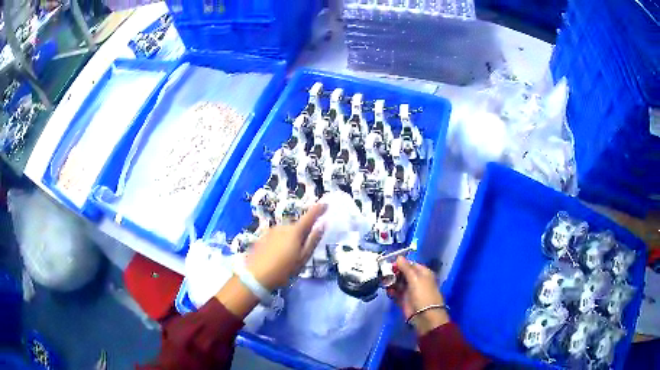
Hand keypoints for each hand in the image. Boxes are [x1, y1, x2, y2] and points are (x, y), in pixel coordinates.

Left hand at [245, 204, 326, 290]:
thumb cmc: (283, 269)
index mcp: (295, 231)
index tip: (326, 204)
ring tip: (289, 257)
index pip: (310, 216)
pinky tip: (277, 256)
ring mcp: (271, 231)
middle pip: (297, 227)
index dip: (319, 209)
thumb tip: (323, 225)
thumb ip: (313, 241)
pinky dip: (281, 242)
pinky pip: (277, 237)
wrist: (255, 276)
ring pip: (286, 232)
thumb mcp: (303, 258)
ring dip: (290, 239)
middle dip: (302, 234)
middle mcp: (283, 226)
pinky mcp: (262, 237)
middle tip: (303, 251)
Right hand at [387, 256, 448, 335]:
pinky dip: (391, 291)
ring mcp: (409, 290)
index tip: (389, 263)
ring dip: (391, 282)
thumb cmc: (423, 294)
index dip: (400, 263)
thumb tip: (398, 256)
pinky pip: (395, 292)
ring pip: (398, 282)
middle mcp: (416, 280)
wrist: (424, 316)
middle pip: (402, 273)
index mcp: (422, 273)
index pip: (410, 264)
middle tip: (384, 273)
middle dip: (393, 273)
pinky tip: (388, 291)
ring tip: (384, 283)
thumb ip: (406, 268)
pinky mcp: (403, 300)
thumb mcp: (415, 278)